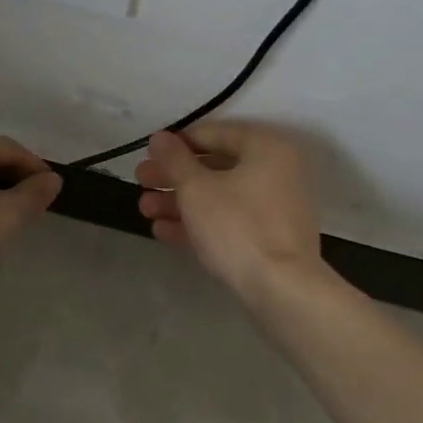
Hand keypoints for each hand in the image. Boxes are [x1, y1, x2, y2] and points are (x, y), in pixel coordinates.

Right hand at [134, 123, 325, 303]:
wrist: (281, 289)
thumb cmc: (238, 226)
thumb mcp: (197, 189)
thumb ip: (174, 160)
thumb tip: (159, 137)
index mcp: (265, 148)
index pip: (214, 133)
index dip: (177, 143)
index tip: (148, 154)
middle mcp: (276, 171)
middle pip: (215, 166)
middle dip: (173, 176)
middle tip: (141, 181)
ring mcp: (274, 207)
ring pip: (219, 196)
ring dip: (180, 201)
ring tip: (145, 209)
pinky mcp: (269, 238)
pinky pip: (229, 221)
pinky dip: (199, 223)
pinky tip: (163, 231)